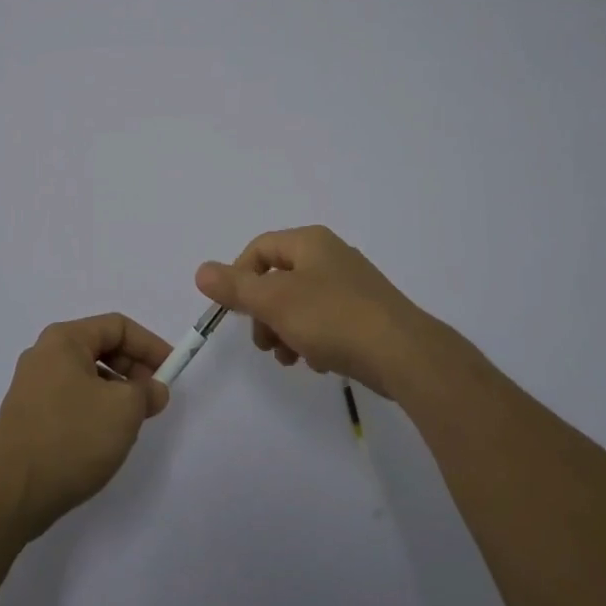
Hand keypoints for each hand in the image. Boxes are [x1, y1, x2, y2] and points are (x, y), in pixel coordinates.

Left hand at [0, 314, 172, 540]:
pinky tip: (105, 437)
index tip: (172, 370)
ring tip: (133, 422)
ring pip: (87, 376)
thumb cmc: (72, 438)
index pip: (117, 326)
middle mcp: (44, 355)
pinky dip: (95, 408)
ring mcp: (32, 386)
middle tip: (155, 398)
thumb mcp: (124, 409)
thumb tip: (153, 391)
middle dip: (134, 369)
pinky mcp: (28, 416)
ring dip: (116, 392)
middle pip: (100, 348)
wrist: (11, 495)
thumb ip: (147, 392)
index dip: (150, 345)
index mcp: (64, 340)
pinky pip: (71, 399)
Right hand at [196, 225, 444, 398]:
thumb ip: (235, 287)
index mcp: (309, 243)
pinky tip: (318, 363)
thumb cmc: (332, 318)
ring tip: (289, 358)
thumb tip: (201, 271)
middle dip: (264, 312)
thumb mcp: (275, 301)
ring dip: (286, 330)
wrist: (403, 354)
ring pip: (301, 304)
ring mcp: (352, 284)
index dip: (239, 278)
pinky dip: (313, 339)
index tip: (235, 312)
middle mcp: (331, 255)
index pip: (259, 249)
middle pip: (279, 278)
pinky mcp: (366, 313)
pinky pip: (325, 320)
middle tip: (263, 343)